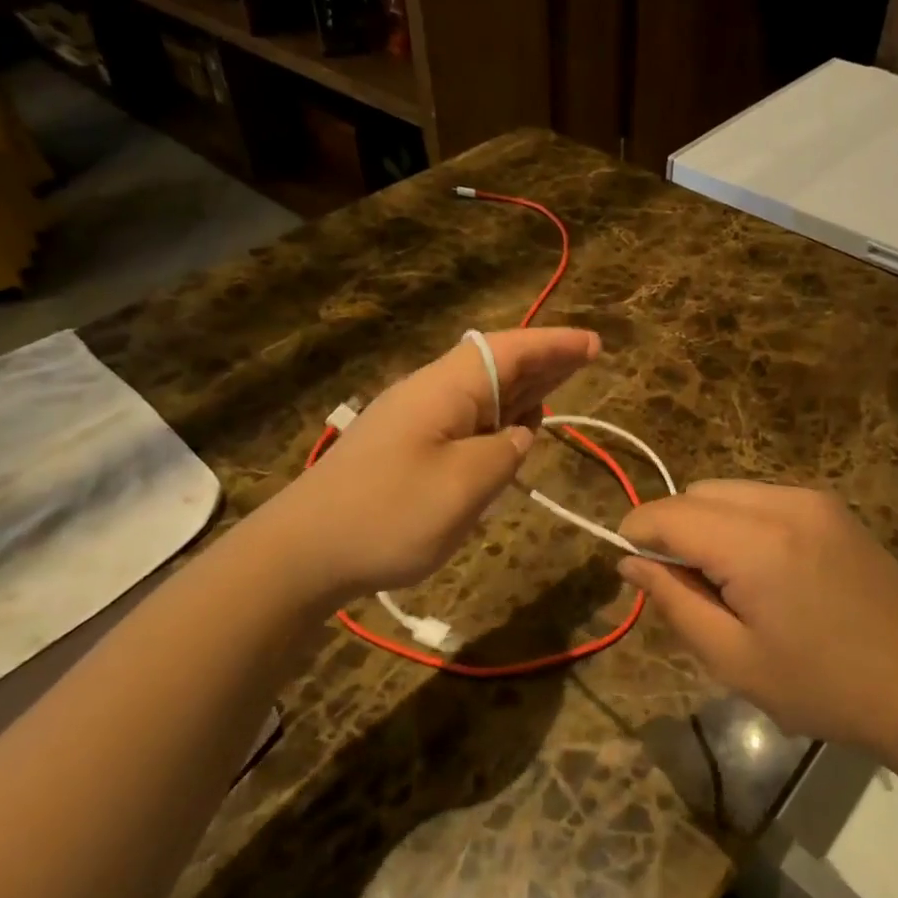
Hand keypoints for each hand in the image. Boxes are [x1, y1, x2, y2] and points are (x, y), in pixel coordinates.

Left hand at [263, 327, 600, 601]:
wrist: (302, 552)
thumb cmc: (388, 515)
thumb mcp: (464, 486)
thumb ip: (505, 452)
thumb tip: (518, 435)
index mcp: (445, 389)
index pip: (510, 352)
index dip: (554, 346)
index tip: (595, 344)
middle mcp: (430, 394)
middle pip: (496, 366)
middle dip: (544, 362)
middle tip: (588, 359)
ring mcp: (414, 421)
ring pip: (481, 394)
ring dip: (522, 390)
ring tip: (560, 388)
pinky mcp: (404, 449)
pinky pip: (464, 421)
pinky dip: (498, 419)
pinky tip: (513, 431)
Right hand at [617, 482, 897, 769]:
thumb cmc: (821, 686)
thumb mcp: (733, 659)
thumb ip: (673, 601)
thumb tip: (629, 562)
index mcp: (756, 545)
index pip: (669, 514)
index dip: (637, 533)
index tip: (629, 566)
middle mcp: (782, 503)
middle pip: (696, 493)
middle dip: (673, 529)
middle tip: (685, 586)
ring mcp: (811, 499)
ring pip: (726, 490)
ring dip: (706, 523)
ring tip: (726, 580)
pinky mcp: (829, 505)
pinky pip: (760, 497)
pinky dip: (739, 520)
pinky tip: (761, 568)